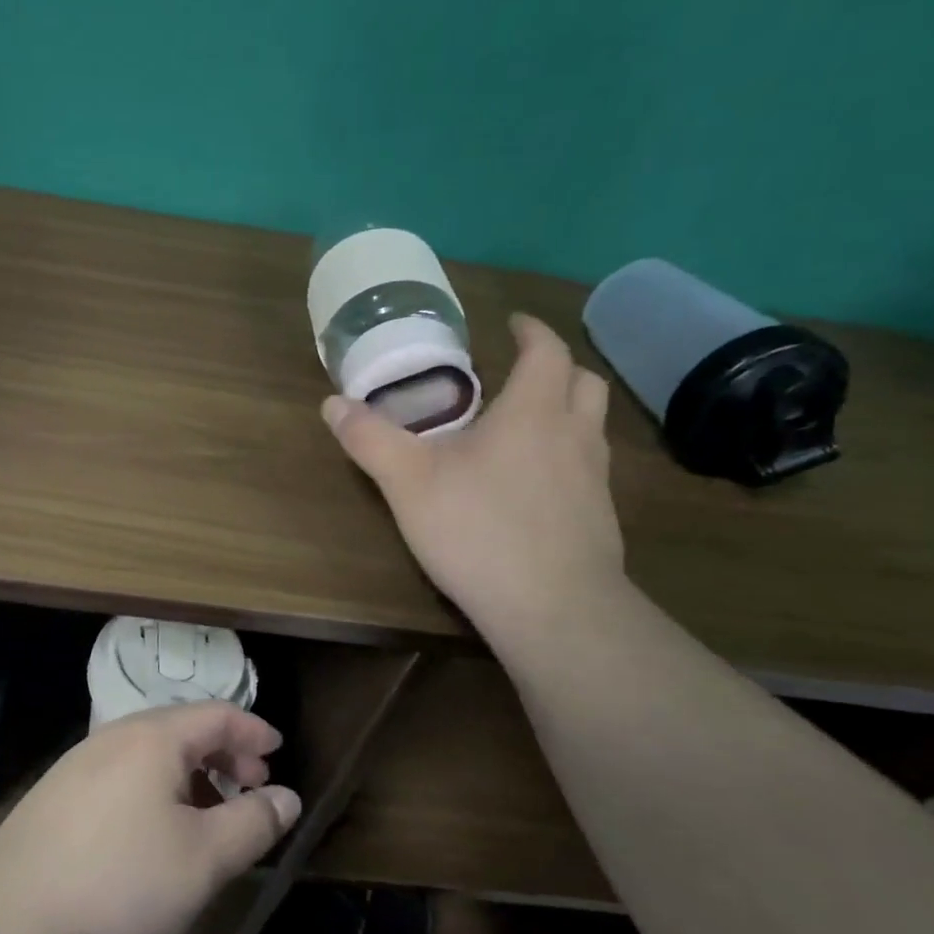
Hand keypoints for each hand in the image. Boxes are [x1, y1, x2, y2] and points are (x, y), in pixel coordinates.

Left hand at [0, 703, 301, 933]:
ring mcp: (80, 763)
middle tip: (252, 789)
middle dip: (225, 754)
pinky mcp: (57, 795)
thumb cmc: (118, 883)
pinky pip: (124, 774)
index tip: (280, 753)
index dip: (254, 731)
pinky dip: (158, 788)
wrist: (5, 924)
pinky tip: (155, 832)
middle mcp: (115, 736)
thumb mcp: (203, 860)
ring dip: (191, 774)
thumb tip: (288, 797)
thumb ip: (253, 823)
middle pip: (183, 728)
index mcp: (153, 737)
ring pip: (152, 753)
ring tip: (210, 815)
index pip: (217, 715)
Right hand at [323, 312, 625, 635]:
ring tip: (526, 427)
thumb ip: (370, 439)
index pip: (547, 351)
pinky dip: (567, 458)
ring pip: (592, 427)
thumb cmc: (478, 530)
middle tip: (521, 374)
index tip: (513, 322)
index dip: (532, 330)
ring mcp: (596, 479)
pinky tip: (535, 487)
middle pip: (585, 382)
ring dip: (566, 413)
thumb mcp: (407, 482)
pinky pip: (589, 469)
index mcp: (533, 412)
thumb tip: (332, 404)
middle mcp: (574, 435)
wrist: (555, 611)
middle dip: (556, 368)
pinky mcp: (600, 519)